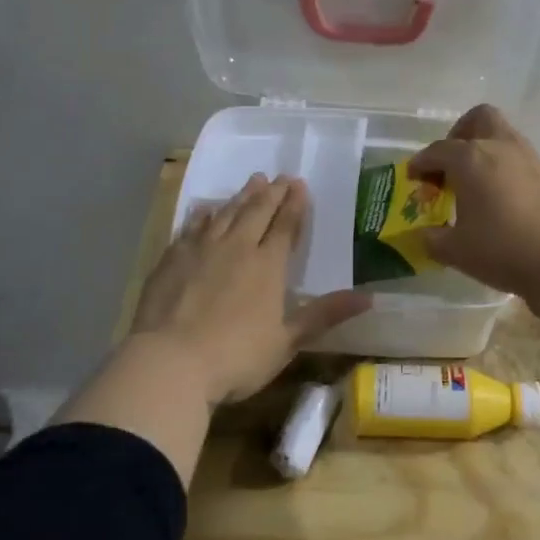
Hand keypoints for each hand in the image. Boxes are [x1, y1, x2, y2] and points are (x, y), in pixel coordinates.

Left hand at [128, 174, 368, 406]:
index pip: (286, 226)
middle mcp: (236, 247)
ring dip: (241, 196)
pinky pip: (191, 226)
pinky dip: (202, 214)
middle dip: (272, 192)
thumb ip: (325, 315)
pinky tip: (205, 208)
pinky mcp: (172, 258)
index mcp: (267, 265)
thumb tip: (370, 298)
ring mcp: (200, 249)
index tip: (300, 184)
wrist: (169, 362)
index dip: (295, 204)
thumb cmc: (236, 357)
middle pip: (257, 211)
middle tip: (280, 176)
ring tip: (253, 181)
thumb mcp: (287, 341)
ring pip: (226, 213)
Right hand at [407, 104, 539, 299]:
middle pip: (479, 119)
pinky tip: (506, 199)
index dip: (421, 163)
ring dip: (487, 150)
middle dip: (461, 134)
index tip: (414, 177)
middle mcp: (500, 147)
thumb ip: (433, 240)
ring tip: (478, 183)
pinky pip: (522, 160)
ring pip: (505, 136)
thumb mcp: (456, 251)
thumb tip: (424, 236)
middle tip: (451, 163)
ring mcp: (530, 158)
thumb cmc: (502, 249)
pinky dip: (508, 170)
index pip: (437, 151)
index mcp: (470, 158)